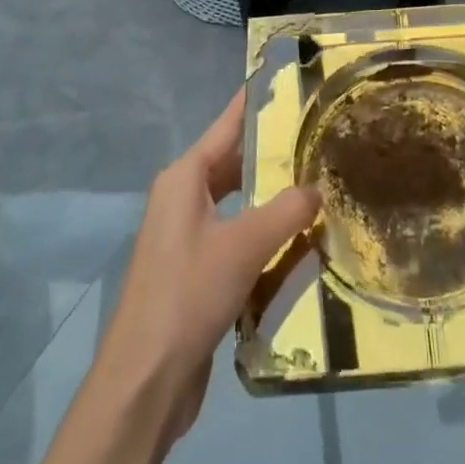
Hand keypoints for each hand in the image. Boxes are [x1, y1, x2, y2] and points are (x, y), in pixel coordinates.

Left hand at [95, 89, 318, 442]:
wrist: (145, 382)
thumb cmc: (188, 295)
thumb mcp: (244, 246)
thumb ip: (286, 211)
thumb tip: (318, 190)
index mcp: (184, 179)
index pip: (227, 126)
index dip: (256, 103)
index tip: (288, 81)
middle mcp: (182, 199)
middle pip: (234, 162)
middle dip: (273, 152)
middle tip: (319, 138)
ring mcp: (186, 236)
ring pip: (238, 202)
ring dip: (271, 197)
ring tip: (318, 184)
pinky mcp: (195, 271)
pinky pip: (236, 236)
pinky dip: (264, 233)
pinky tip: (298, 240)